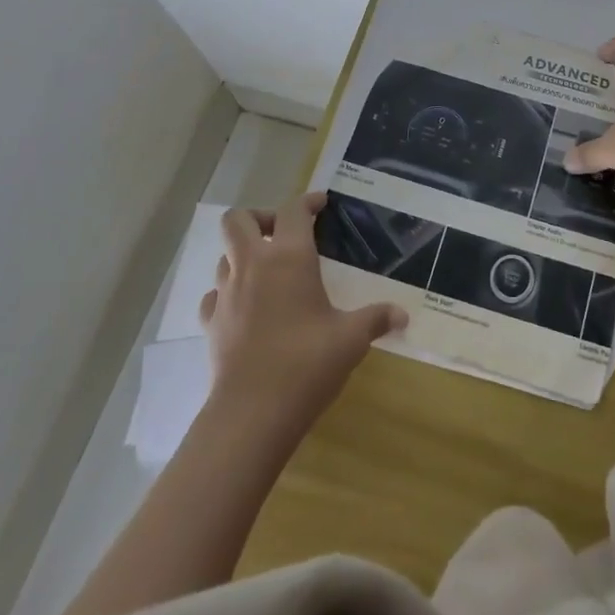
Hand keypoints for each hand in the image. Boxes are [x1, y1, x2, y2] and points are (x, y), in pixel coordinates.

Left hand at [199, 192, 406, 429]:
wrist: (253, 413)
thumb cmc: (308, 363)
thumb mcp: (351, 338)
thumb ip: (376, 319)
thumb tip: (403, 315)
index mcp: (289, 257)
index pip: (293, 210)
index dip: (308, 201)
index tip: (322, 205)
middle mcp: (252, 265)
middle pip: (238, 219)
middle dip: (259, 218)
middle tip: (282, 234)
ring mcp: (226, 294)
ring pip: (224, 255)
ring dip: (243, 255)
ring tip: (268, 272)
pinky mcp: (210, 323)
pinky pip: (214, 294)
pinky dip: (227, 292)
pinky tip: (245, 308)